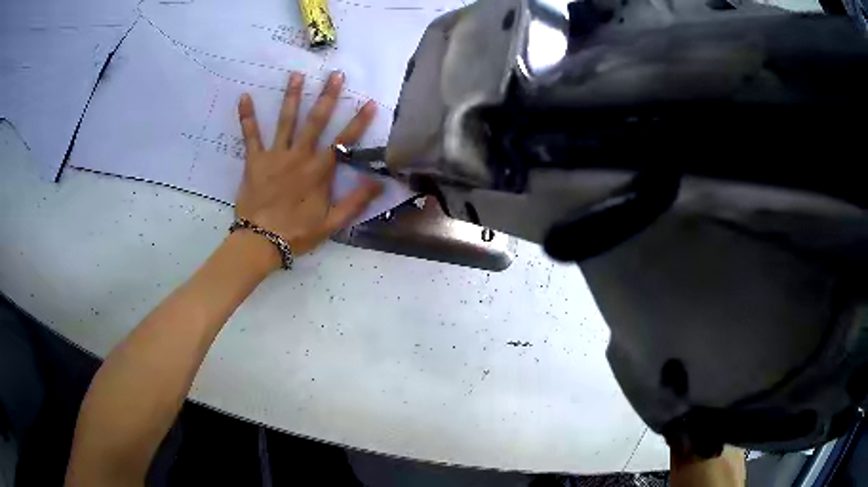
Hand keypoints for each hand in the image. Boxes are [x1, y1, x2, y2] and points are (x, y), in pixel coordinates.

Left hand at [234, 70, 382, 260]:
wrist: (261, 242)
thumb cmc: (297, 233)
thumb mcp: (332, 223)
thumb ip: (355, 202)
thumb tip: (379, 182)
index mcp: (319, 171)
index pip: (343, 142)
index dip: (358, 122)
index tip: (369, 103)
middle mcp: (300, 156)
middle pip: (316, 122)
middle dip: (327, 96)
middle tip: (335, 74)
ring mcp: (276, 156)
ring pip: (286, 121)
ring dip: (292, 96)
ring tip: (296, 75)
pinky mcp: (255, 160)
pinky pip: (251, 135)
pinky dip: (247, 116)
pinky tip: (244, 97)